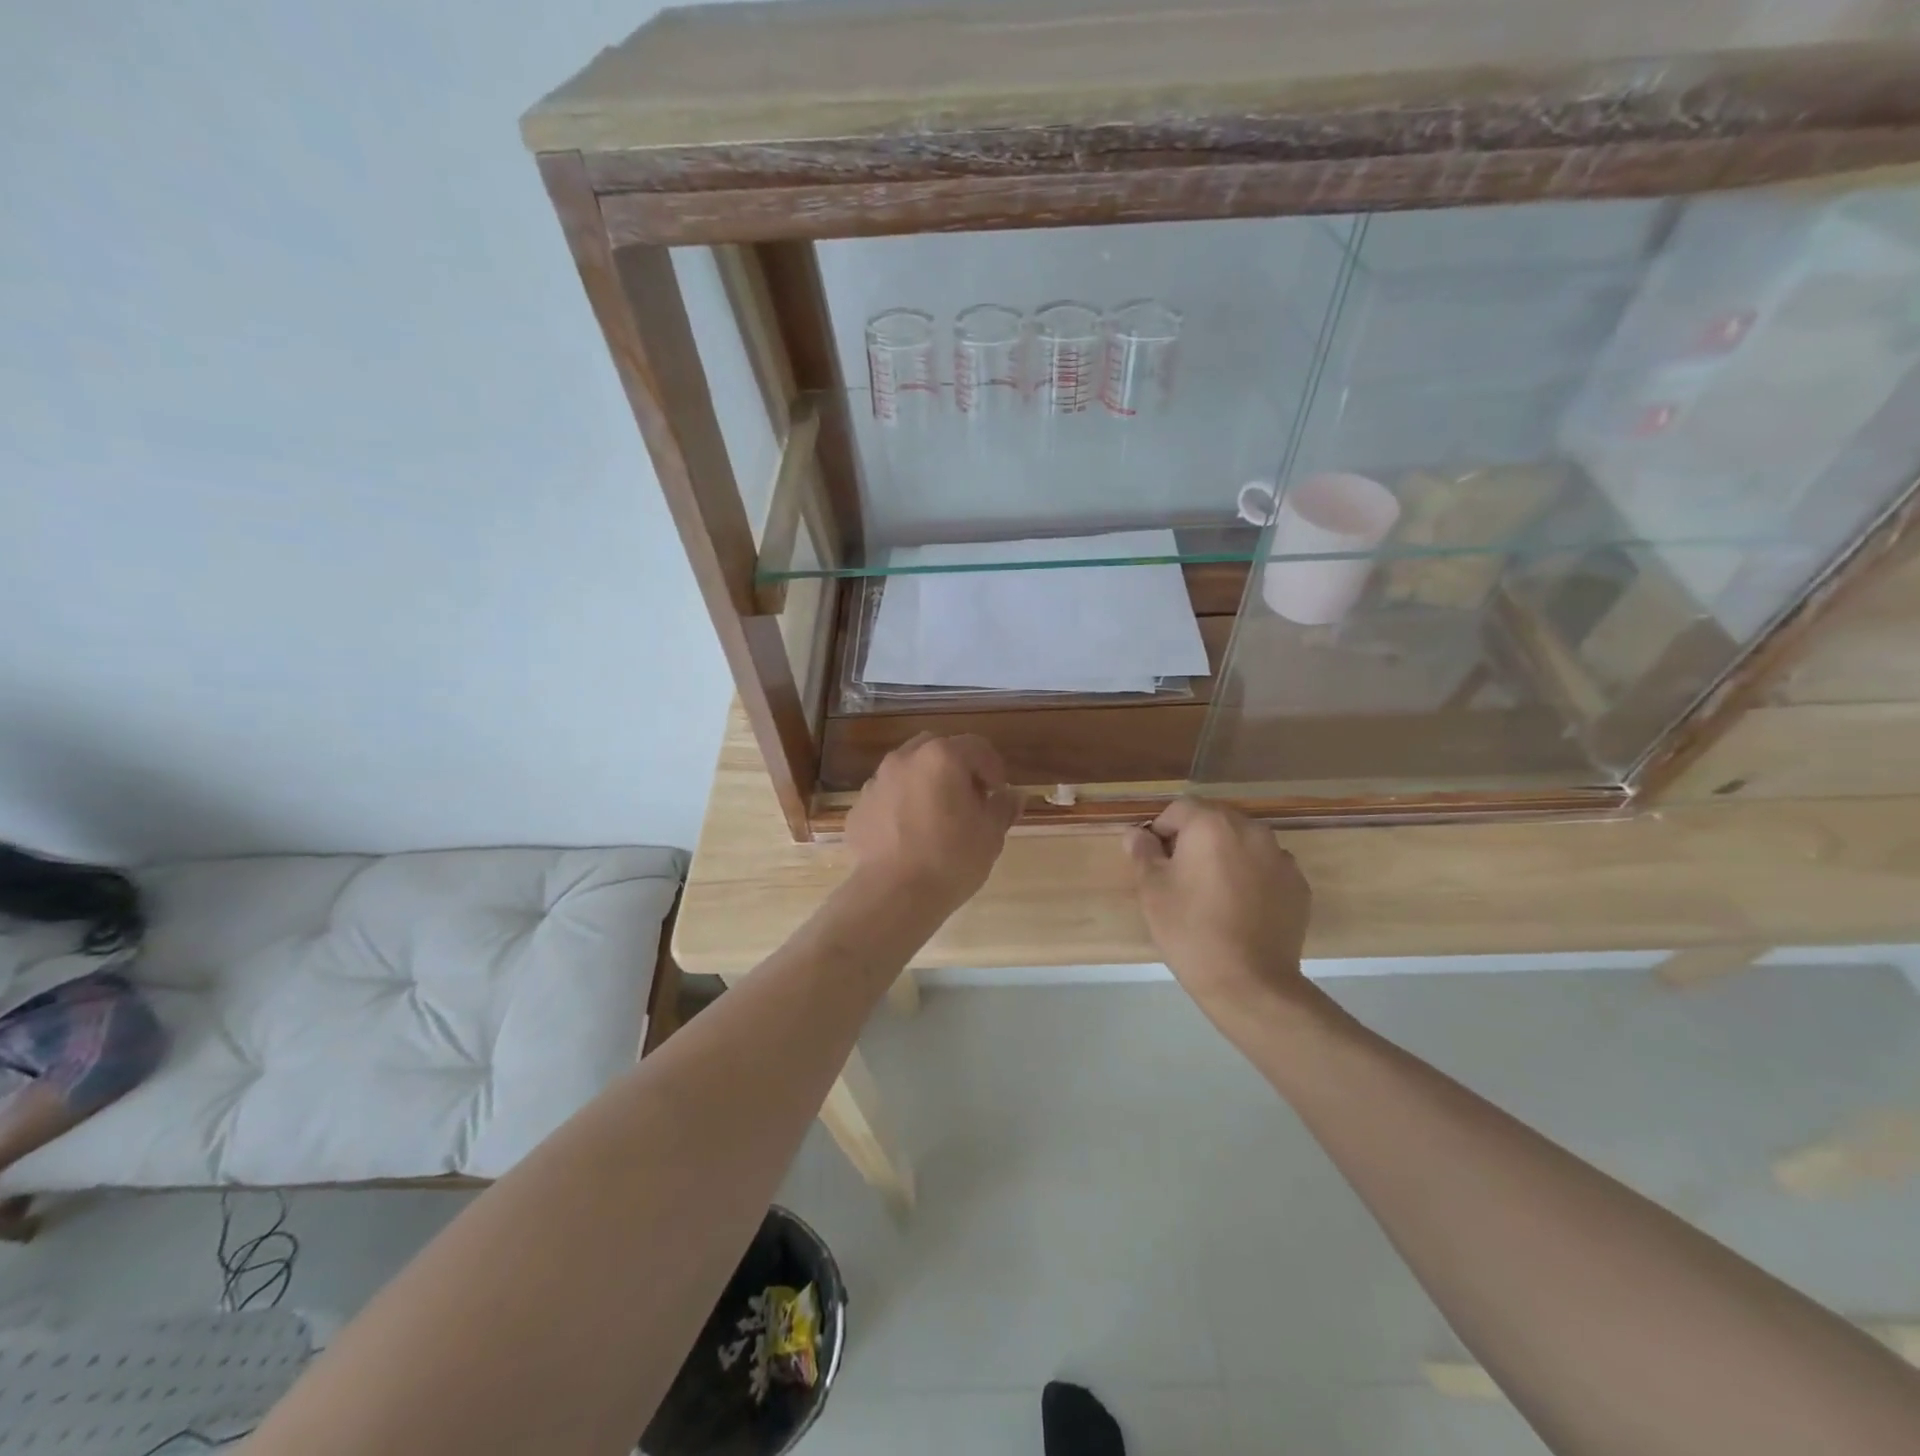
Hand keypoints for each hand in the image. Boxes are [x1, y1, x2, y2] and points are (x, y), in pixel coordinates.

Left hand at [844, 733, 1021, 913]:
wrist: (891, 895)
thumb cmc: (950, 860)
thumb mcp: (990, 835)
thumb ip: (1003, 808)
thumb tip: (1014, 795)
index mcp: (942, 758)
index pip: (976, 746)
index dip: (993, 768)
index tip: (998, 793)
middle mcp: (905, 759)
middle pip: (938, 749)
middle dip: (956, 767)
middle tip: (968, 799)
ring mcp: (876, 782)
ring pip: (908, 770)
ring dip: (926, 784)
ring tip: (936, 818)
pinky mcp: (858, 807)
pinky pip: (887, 796)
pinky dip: (901, 805)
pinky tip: (908, 836)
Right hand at [1125, 799, 1313, 1018]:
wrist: (1249, 982)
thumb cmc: (1190, 929)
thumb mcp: (1152, 889)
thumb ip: (1143, 852)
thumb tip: (1138, 834)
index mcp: (1212, 824)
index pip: (1179, 809)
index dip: (1161, 830)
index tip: (1154, 861)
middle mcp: (1251, 830)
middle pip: (1214, 822)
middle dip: (1195, 841)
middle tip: (1180, 878)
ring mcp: (1281, 857)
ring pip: (1243, 844)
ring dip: (1225, 857)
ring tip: (1213, 895)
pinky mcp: (1299, 886)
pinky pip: (1266, 869)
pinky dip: (1251, 878)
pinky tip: (1240, 910)